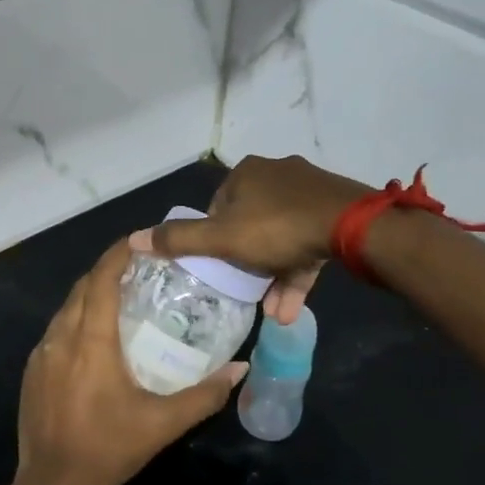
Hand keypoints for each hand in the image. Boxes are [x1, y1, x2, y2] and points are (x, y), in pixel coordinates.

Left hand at [13, 238, 246, 484]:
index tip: (139, 242)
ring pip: (66, 308)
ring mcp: (41, 354)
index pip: (101, 280)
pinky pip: (55, 330)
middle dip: (107, 271)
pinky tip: (93, 337)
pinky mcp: (32, 371)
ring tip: (120, 298)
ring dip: (90, 295)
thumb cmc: (110, 448)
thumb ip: (204, 395)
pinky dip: (76, 319)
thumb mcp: (163, 423)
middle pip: (82, 288)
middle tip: (138, 269)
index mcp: (90, 341)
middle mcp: (61, 338)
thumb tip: (241, 369)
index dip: (118, 255)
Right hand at [137, 154, 370, 324]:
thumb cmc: (276, 228)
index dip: (214, 239)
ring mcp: (309, 192)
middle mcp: (276, 174)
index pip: (218, 206)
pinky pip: (306, 245)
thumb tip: (132, 238)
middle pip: (250, 222)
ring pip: (281, 238)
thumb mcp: (222, 238)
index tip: (218, 266)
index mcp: (246, 173)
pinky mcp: (333, 212)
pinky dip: (296, 273)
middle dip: (247, 262)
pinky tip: (291, 309)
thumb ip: (179, 240)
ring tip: (271, 312)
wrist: (352, 227)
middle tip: (244, 290)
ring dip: (273, 276)